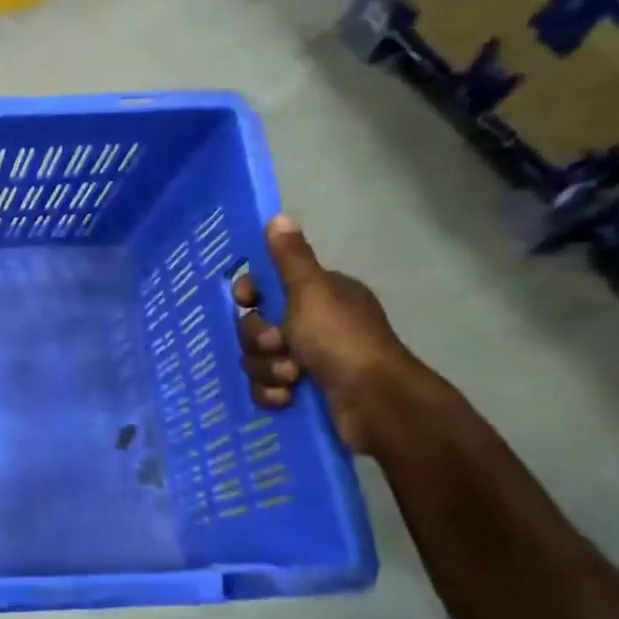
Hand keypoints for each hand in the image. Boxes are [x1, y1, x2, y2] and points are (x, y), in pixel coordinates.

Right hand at [233, 216, 423, 454]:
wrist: (373, 402)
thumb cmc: (340, 339)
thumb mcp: (312, 291)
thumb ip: (290, 258)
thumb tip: (278, 217)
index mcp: (318, 295)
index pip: (266, 286)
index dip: (249, 294)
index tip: (245, 300)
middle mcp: (313, 324)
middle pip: (255, 325)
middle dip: (258, 339)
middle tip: (277, 345)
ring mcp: (308, 359)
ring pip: (256, 359)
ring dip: (266, 369)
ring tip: (290, 377)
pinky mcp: (302, 391)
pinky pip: (265, 387)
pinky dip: (272, 392)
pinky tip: (287, 397)